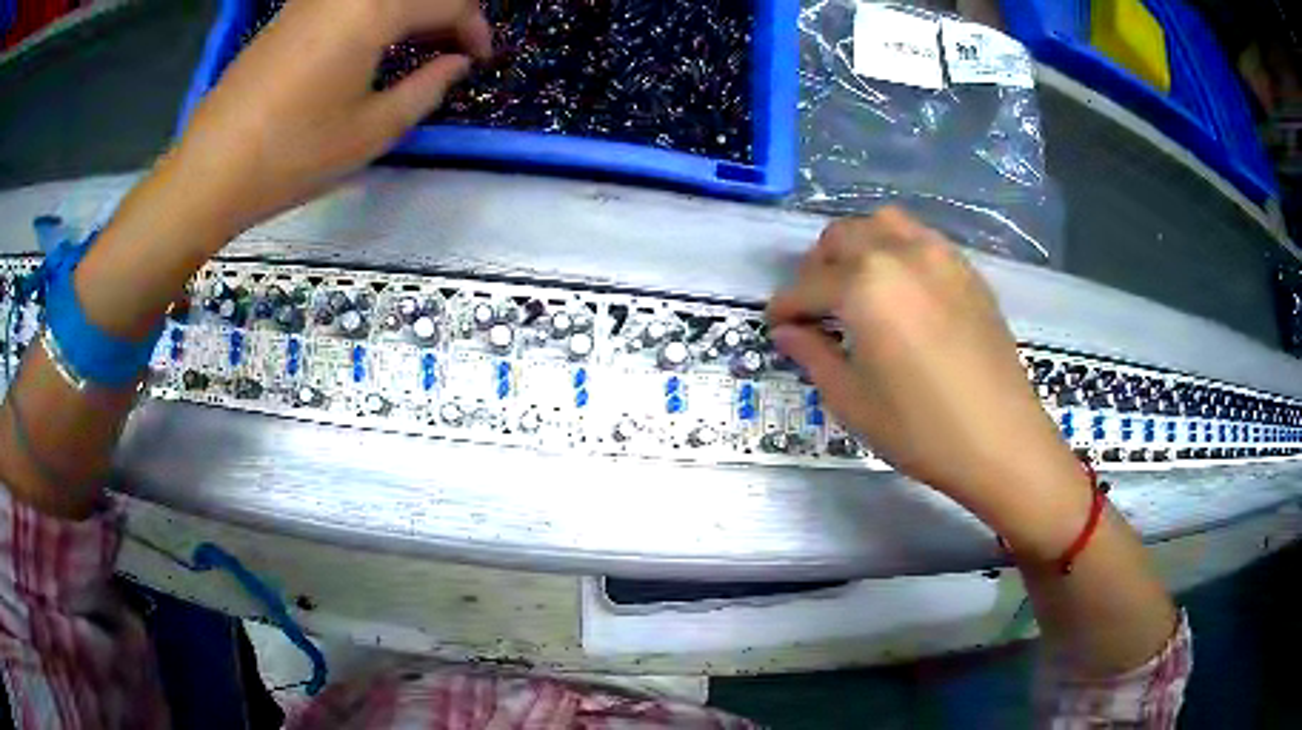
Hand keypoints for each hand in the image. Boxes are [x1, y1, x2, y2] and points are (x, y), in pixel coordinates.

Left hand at [170, 0, 492, 234]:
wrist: (209, 172)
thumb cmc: (292, 156)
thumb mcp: (372, 131)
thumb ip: (428, 88)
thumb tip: (456, 63)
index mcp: (374, 9)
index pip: (450, 1)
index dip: (475, 28)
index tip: (480, 60)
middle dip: (446, 14)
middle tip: (453, 51)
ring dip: (410, 12)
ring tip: (418, 48)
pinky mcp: (290, 12)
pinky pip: (348, 0)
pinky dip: (375, 14)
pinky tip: (373, 43)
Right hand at [768, 209, 1087, 545]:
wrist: (1001, 440)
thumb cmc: (920, 429)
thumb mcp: (852, 400)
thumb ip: (813, 354)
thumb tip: (788, 331)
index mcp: (865, 285)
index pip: (807, 285)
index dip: (784, 307)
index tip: (776, 326)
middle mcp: (899, 252)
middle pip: (840, 237)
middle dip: (816, 268)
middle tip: (813, 308)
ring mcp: (939, 255)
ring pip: (881, 225)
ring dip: (857, 247)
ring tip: (855, 287)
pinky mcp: (966, 269)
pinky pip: (919, 239)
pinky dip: (895, 250)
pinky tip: (899, 290)